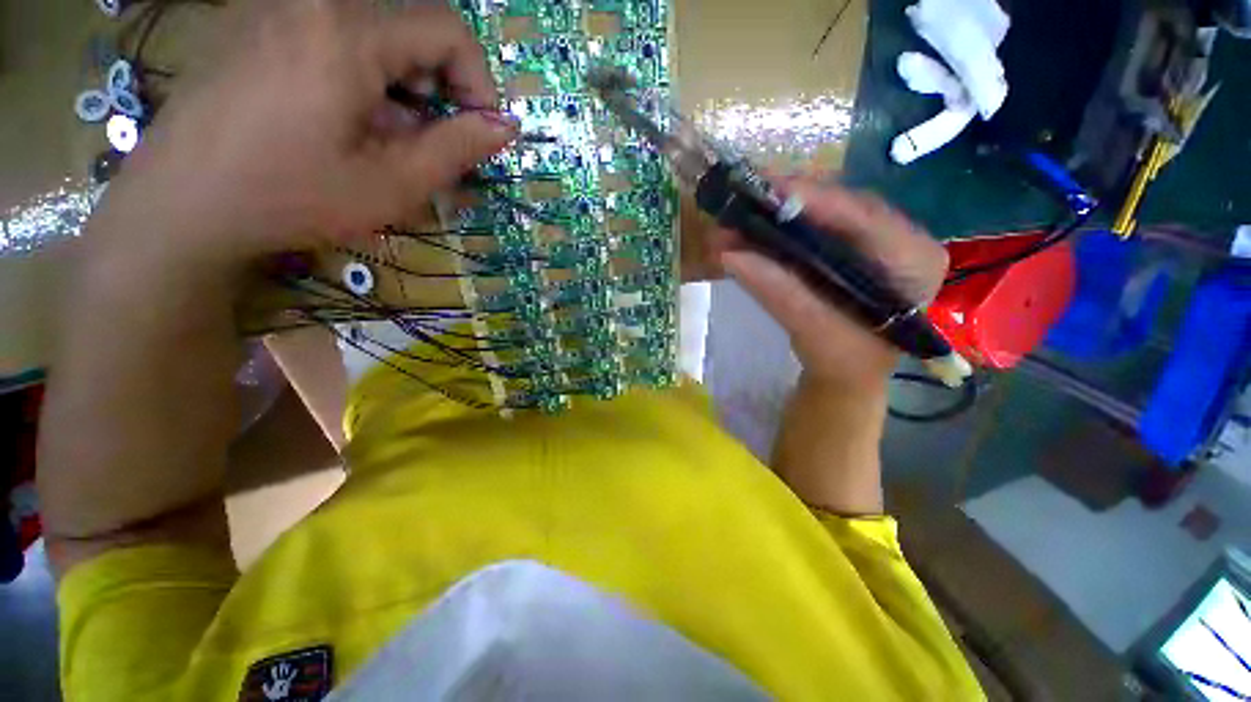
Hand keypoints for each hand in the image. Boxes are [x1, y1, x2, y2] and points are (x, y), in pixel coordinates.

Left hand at [89, 0, 516, 270]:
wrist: (180, 205)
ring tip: (388, 139)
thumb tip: (506, 127)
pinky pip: (332, 35)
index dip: (479, 81)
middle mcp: (311, 0)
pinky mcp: (255, 24)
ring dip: (401, 85)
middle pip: (410, 26)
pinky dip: (362, 77)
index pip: (447, 29)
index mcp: (346, 31)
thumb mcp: (392, 184)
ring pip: (373, 33)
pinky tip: (348, 121)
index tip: (480, 132)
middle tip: (432, 143)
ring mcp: (277, 7)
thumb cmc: (290, 197)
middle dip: (438, 86)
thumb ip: (457, 149)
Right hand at [719, 178, 947, 391]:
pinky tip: (755, 230)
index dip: (814, 199)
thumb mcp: (811, 328)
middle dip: (789, 204)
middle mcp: (902, 240)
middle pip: (843, 207)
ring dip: (780, 215)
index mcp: (914, 260)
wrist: (847, 376)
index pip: (865, 216)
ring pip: (826, 215)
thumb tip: (729, 254)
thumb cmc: (842, 361)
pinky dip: (783, 229)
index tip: (766, 189)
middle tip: (743, 201)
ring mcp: (878, 243)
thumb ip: (776, 291)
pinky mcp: (854, 249)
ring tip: (739, 218)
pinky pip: (818, 229)